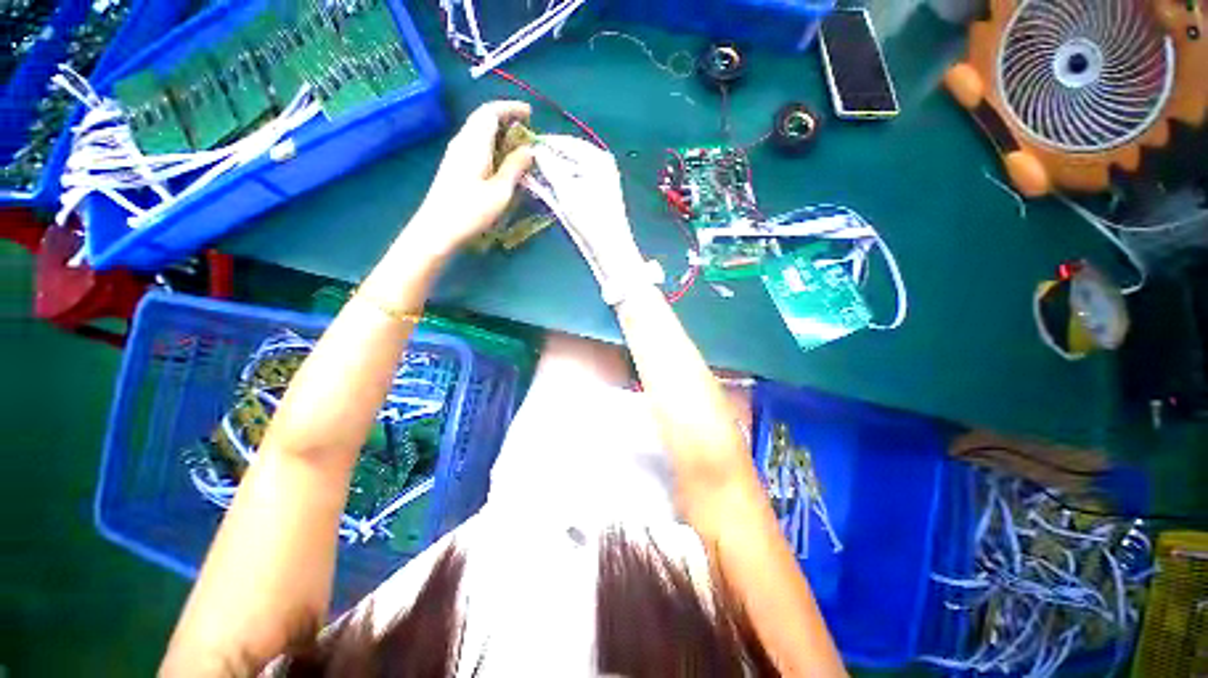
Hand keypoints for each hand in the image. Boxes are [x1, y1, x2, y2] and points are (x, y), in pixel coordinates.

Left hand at [405, 101, 534, 257]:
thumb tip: (529, 150)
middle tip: (528, 129)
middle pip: (483, 118)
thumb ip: (515, 167)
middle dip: (507, 118)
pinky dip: (493, 145)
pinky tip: (503, 161)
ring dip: (500, 133)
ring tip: (519, 145)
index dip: (511, 108)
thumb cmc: (471, 211)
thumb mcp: (500, 191)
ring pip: (479, 132)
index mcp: (474, 143)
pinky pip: (476, 145)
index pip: (491, 111)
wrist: (437, 229)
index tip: (531, 114)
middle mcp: (463, 142)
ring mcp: (456, 154)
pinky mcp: (455, 167)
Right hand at [530, 135, 652, 302]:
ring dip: (545, 174)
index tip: (518, 144)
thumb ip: (550, 166)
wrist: (608, 249)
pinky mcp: (588, 200)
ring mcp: (593, 184)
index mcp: (596, 158)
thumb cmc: (591, 218)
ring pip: (564, 173)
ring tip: (522, 173)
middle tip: (517, 160)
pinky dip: (553, 186)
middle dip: (542, 160)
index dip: (542, 143)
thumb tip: (535, 149)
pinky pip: (567, 186)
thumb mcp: (567, 190)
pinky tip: (536, 186)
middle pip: (564, 157)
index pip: (564, 142)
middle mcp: (597, 166)